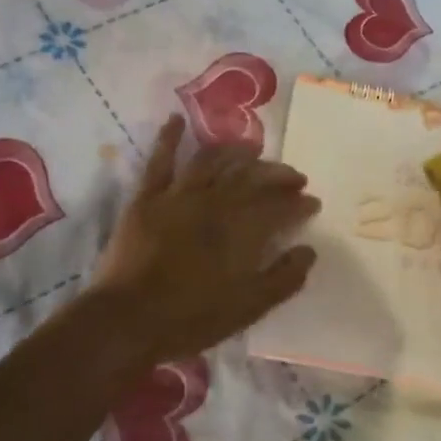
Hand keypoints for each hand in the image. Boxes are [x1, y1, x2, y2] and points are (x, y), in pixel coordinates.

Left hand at [89, 115, 318, 364]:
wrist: (128, 320)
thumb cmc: (193, 318)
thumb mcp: (250, 307)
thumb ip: (284, 278)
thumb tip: (308, 251)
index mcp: (244, 229)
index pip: (281, 207)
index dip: (300, 203)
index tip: (312, 203)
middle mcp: (216, 202)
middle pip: (252, 177)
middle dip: (277, 174)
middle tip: (293, 177)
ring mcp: (179, 195)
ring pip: (212, 160)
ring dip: (236, 151)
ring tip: (252, 148)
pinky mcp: (147, 198)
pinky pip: (160, 160)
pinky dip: (169, 138)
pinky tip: (177, 120)